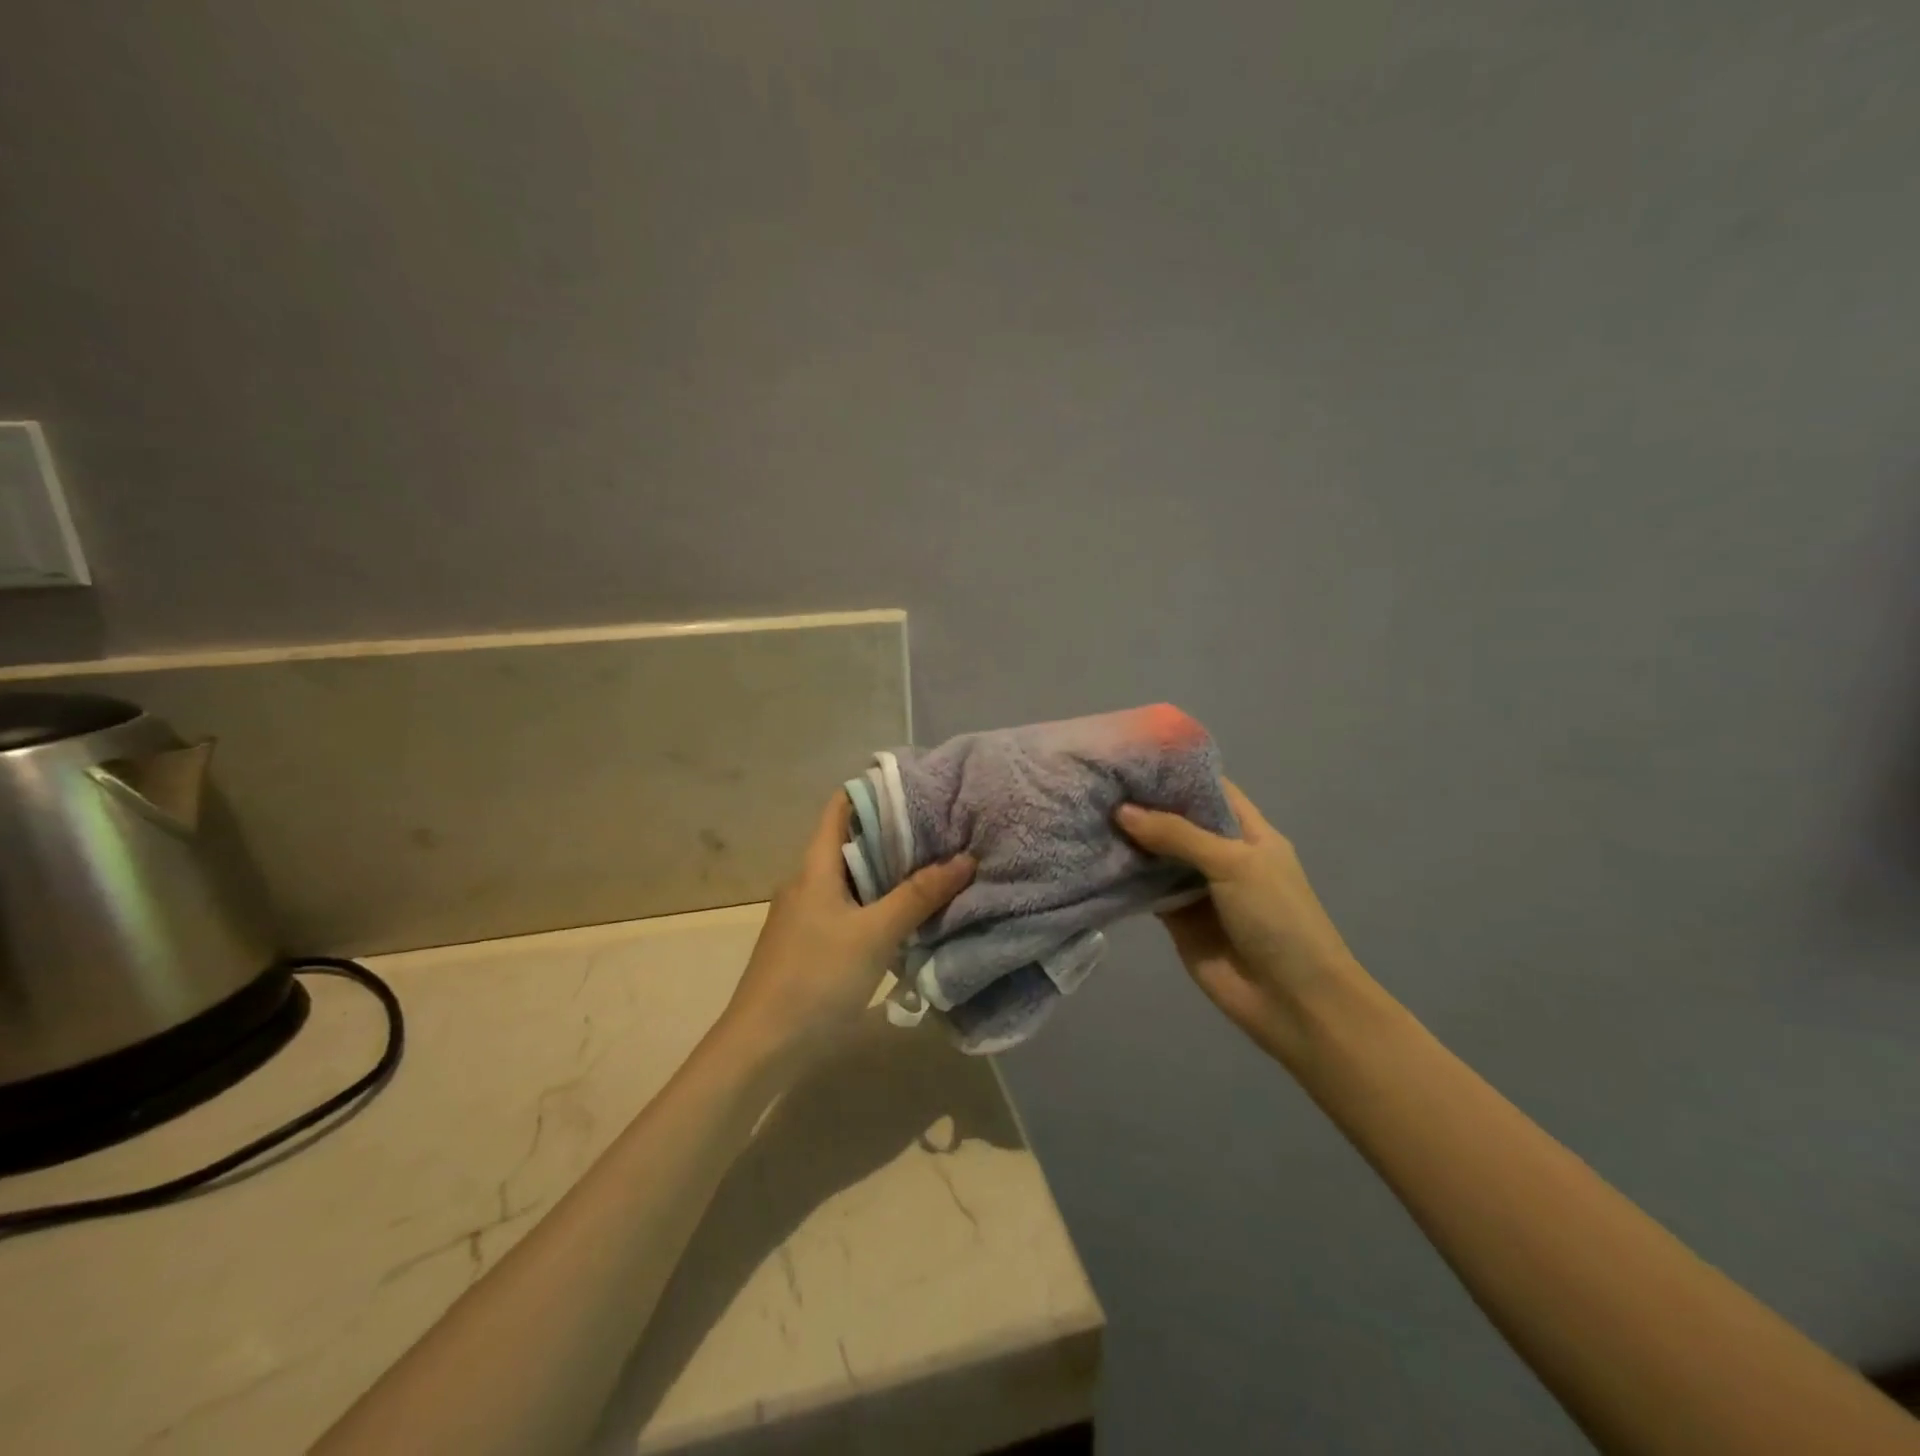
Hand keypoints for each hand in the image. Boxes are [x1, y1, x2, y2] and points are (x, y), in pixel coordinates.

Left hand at [717, 792, 974, 1071]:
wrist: (762, 1046)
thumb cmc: (816, 978)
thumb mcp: (875, 934)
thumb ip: (919, 895)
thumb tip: (966, 858)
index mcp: (815, 868)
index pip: (841, 808)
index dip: (875, 791)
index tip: (919, 787)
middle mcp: (807, 883)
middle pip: (851, 844)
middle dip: (895, 835)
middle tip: (943, 830)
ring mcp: (806, 916)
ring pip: (853, 880)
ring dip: (889, 873)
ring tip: (936, 867)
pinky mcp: (810, 944)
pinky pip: (849, 910)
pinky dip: (878, 904)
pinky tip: (908, 917)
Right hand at [1117, 781, 1367, 1063]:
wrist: (1292, 1001)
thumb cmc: (1277, 919)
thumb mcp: (1234, 864)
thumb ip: (1178, 835)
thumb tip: (1122, 811)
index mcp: (1247, 832)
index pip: (1208, 790)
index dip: (1174, 773)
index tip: (1130, 756)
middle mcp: (1220, 854)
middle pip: (1176, 821)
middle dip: (1141, 805)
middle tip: (1094, 782)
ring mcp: (1197, 887)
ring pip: (1156, 855)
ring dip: (1127, 840)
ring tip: (1084, 811)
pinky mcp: (1176, 918)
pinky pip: (1145, 890)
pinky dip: (1122, 877)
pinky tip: (1091, 857)